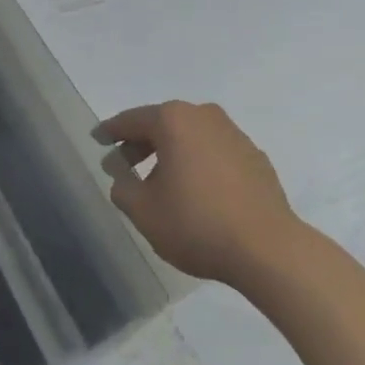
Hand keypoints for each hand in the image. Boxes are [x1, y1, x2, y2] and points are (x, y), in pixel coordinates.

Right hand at [100, 102, 303, 286]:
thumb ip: (123, 188)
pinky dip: (198, 163)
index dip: (111, 132)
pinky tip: (196, 191)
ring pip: (191, 137)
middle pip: (163, 124)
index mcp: (174, 120)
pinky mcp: (254, 156)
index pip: (132, 120)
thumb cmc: (196, 223)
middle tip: (123, 165)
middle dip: (141, 144)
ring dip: (172, 154)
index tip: (97, 139)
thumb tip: (122, 175)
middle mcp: (204, 116)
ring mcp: (234, 134)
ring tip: (160, 183)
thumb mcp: (144, 211)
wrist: (267, 248)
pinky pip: (215, 152)